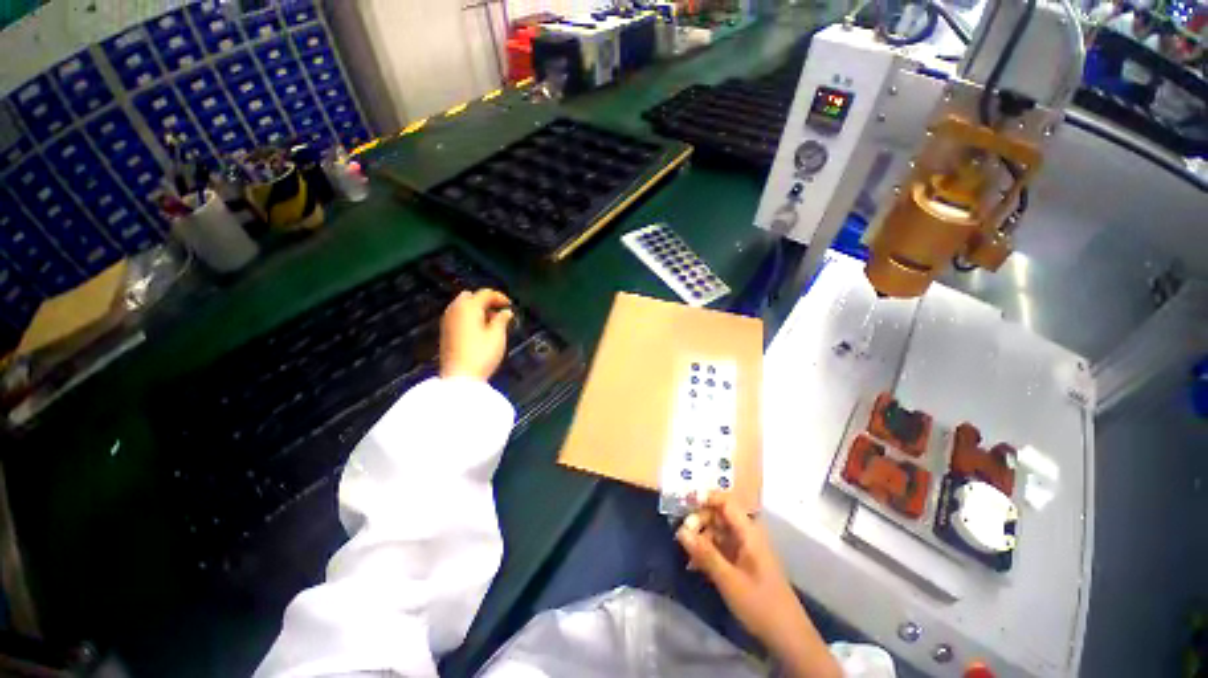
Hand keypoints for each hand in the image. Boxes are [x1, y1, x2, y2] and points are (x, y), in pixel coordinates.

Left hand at [439, 289, 512, 381]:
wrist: (459, 377)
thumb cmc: (482, 354)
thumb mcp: (497, 335)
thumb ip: (502, 319)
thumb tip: (506, 312)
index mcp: (469, 307)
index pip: (485, 293)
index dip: (499, 297)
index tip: (510, 305)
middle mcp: (455, 309)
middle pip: (470, 296)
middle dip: (485, 300)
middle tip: (498, 311)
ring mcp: (447, 320)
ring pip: (462, 305)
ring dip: (476, 308)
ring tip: (491, 321)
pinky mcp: (445, 331)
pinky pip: (457, 315)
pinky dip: (468, 316)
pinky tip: (479, 328)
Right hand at [676, 493, 840, 677]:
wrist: (788, 638)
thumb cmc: (760, 605)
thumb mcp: (729, 580)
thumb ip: (705, 553)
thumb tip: (680, 530)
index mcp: (749, 533)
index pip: (726, 502)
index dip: (706, 499)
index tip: (685, 505)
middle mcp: (747, 535)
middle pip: (720, 515)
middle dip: (699, 521)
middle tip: (682, 534)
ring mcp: (745, 549)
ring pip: (718, 532)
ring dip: (701, 537)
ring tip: (685, 551)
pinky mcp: (742, 563)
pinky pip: (721, 547)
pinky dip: (707, 551)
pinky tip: (694, 564)